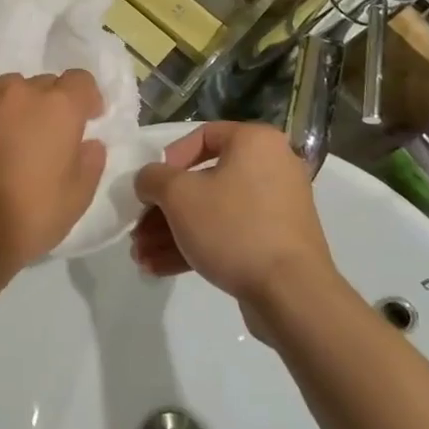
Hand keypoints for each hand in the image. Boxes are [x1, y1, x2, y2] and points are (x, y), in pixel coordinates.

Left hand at [0, 69, 106, 283]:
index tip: (86, 120)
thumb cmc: (31, 216)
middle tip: (45, 136)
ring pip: (10, 85)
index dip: (86, 99)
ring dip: (17, 102)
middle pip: (45, 84)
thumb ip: (90, 161)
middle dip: (51, 105)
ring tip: (10, 131)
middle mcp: (22, 91)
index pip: (80, 80)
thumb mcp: (78, 197)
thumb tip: (89, 142)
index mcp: (60, 108)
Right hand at [131, 122, 336, 313]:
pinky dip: (196, 246)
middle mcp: (271, 167)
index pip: (202, 136)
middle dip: (163, 209)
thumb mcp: (178, 195)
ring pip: (212, 212)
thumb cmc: (233, 227)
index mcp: (255, 142)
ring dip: (172, 232)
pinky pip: (229, 234)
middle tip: (137, 230)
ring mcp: (276, 208)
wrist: (291, 293)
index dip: (168, 160)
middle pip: (203, 180)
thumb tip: (148, 181)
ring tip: (140, 256)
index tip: (150, 186)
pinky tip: (158, 268)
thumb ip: (153, 178)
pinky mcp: (275, 242)